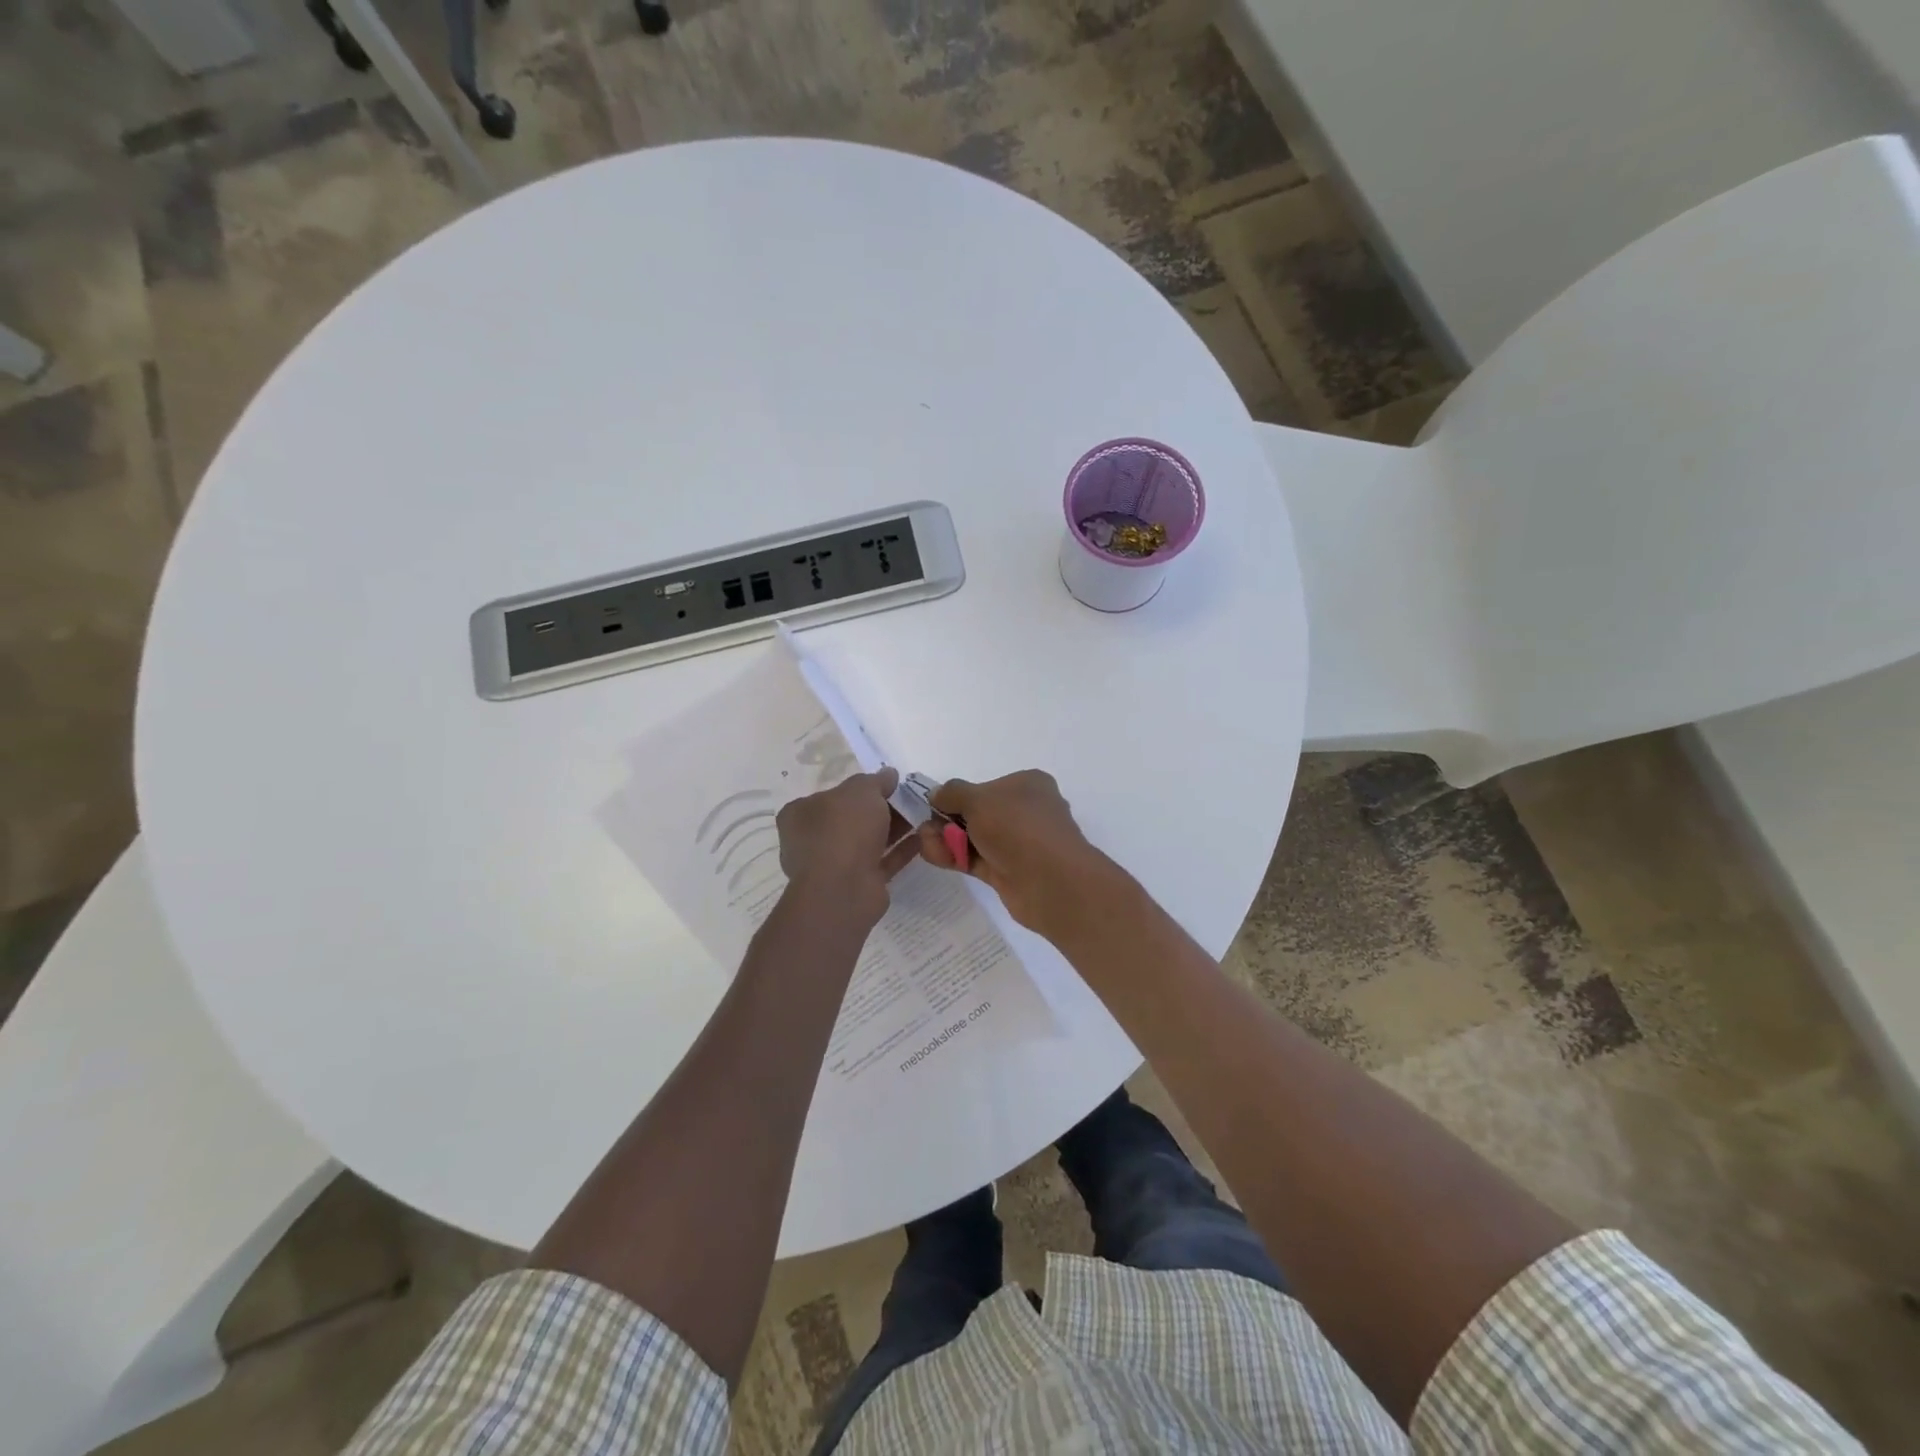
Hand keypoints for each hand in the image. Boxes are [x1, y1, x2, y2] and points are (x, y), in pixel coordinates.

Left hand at [776, 769, 918, 927]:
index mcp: (800, 814)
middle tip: (909, 798)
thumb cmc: (843, 829)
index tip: (886, 784)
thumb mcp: (861, 790)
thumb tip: (888, 774)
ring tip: (921, 815)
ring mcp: (834, 865)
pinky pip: (881, 861)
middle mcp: (812, 840)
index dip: (858, 788)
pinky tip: (922, 838)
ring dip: (893, 829)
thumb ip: (876, 780)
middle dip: (881, 809)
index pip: (830, 795)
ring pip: (867, 841)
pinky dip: (899, 850)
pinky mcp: (856, 884)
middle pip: (851, 818)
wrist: (844, 888)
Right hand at [917, 770, 1122, 939]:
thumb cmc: (1017, 827)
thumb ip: (952, 793)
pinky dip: (955, 857)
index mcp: (1027, 785)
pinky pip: (976, 859)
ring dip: (947, 839)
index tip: (934, 805)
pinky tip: (936, 857)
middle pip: (977, 813)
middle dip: (947, 820)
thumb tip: (935, 794)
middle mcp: (1025, 812)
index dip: (958, 796)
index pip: (986, 786)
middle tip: (927, 829)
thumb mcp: (978, 799)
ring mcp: (1018, 844)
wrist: (1050, 882)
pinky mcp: (1009, 871)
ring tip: (929, 845)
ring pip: (974, 838)